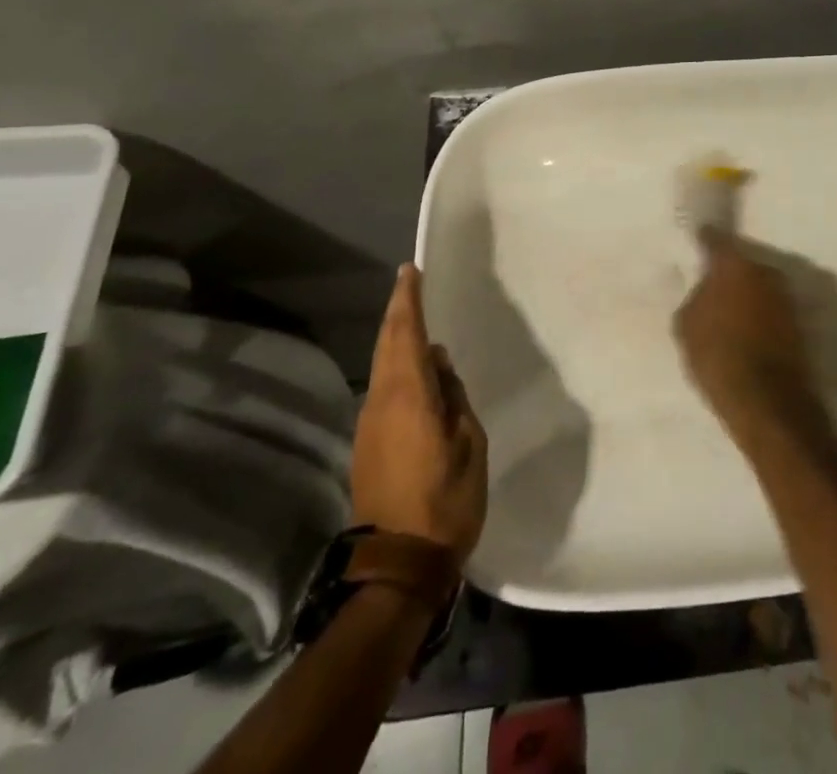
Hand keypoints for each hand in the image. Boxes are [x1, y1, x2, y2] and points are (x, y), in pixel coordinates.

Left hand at [353, 265, 487, 561]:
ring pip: (382, 366)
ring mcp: (369, 424)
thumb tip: (438, 365)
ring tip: (416, 320)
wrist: (397, 565)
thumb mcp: (469, 443)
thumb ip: (454, 397)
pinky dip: (395, 366)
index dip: (408, 300)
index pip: (406, 334)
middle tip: (409, 283)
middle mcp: (381, 402)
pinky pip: (383, 389)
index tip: (410, 271)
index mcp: (409, 396)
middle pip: (386, 344)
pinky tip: (414, 370)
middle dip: (397, 311)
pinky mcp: (367, 444)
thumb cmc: (446, 500)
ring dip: (396, 339)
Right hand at [675, 230, 830, 440]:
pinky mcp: (800, 324)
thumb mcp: (687, 327)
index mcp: (735, 265)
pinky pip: (771, 310)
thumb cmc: (719, 357)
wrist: (770, 404)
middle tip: (712, 286)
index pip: (716, 240)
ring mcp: (787, 297)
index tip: (699, 237)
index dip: (706, 239)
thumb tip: (707, 291)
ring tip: (729, 314)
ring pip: (760, 286)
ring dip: (747, 295)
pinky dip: (760, 316)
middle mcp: (766, 271)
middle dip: (729, 273)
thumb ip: (697, 298)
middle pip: (743, 263)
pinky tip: (747, 331)